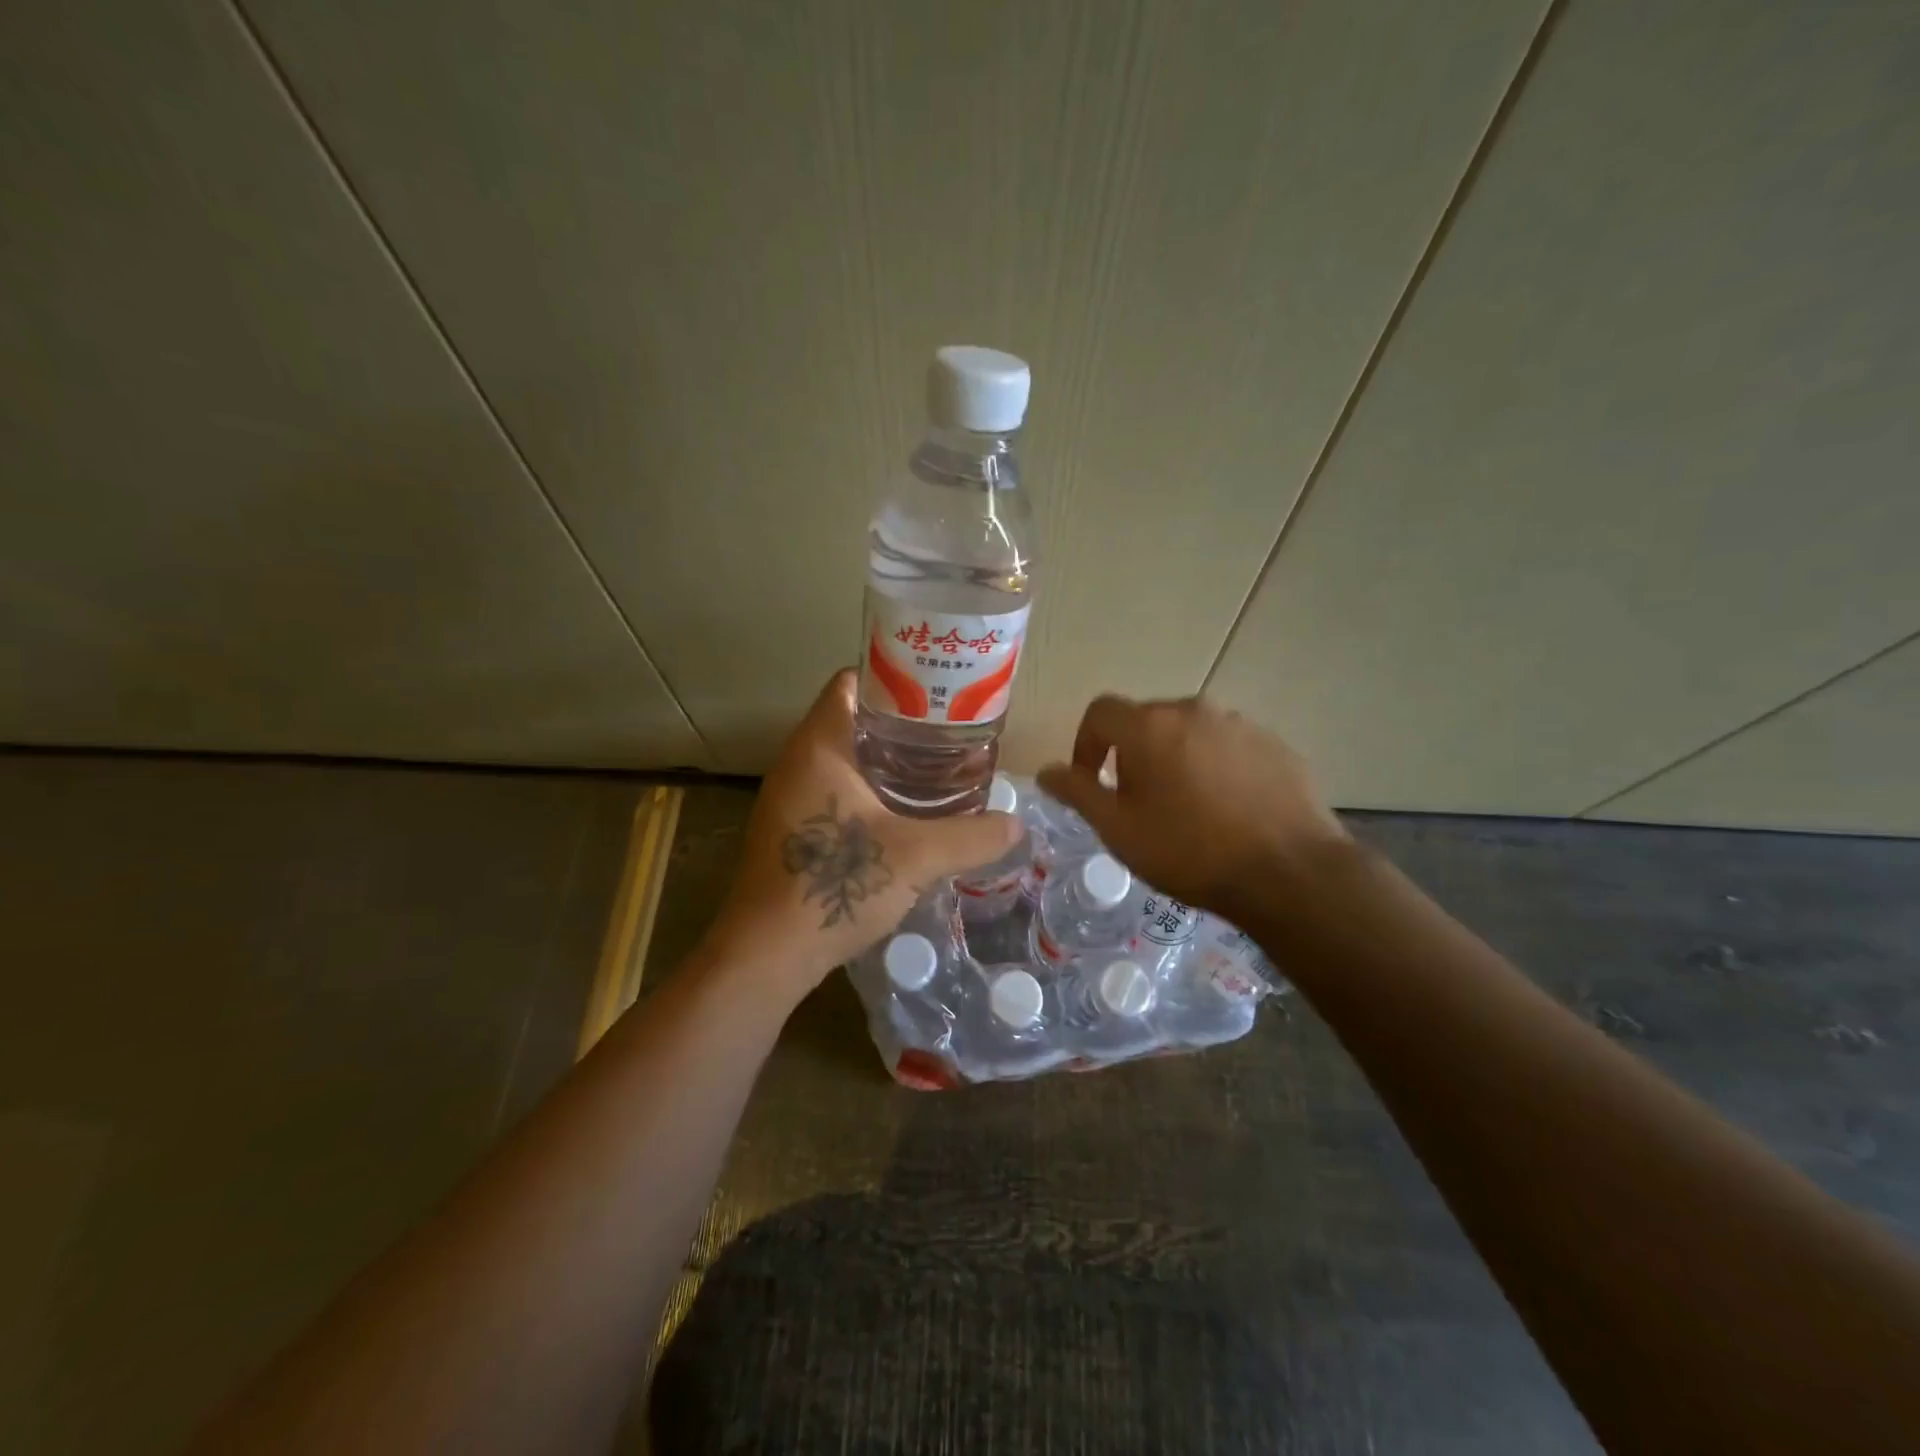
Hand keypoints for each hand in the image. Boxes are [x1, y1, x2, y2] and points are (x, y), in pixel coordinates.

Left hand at [703, 669, 1022, 1001]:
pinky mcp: (788, 830)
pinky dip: (866, 791)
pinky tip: (900, 814)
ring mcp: (787, 797)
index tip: (936, 691)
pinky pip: (831, 791)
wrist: (766, 953)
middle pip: (851, 719)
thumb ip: (971, 837)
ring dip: (883, 760)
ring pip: (842, 758)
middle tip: (949, 733)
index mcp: (819, 746)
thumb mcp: (916, 857)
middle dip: (899, 723)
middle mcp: (796, 762)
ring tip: (934, 770)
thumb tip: (1016, 825)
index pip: (851, 682)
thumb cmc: (836, 884)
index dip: (894, 676)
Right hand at [1036, 694, 1349, 927]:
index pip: (1101, 711)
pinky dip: (1216, 768)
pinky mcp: (1276, 745)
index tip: (1092, 781)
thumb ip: (1077, 793)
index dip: (1086, 743)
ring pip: (1190, 734)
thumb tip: (1046, 771)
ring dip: (1176, 759)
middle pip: (1147, 721)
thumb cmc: (1189, 851)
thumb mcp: (1118, 829)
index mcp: (1149, 725)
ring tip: (1186, 809)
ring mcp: (1241, 724)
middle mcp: (1194, 710)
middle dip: (1133, 754)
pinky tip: (1228, 810)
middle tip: (1139, 802)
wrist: (1289, 873)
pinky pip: (1229, 747)